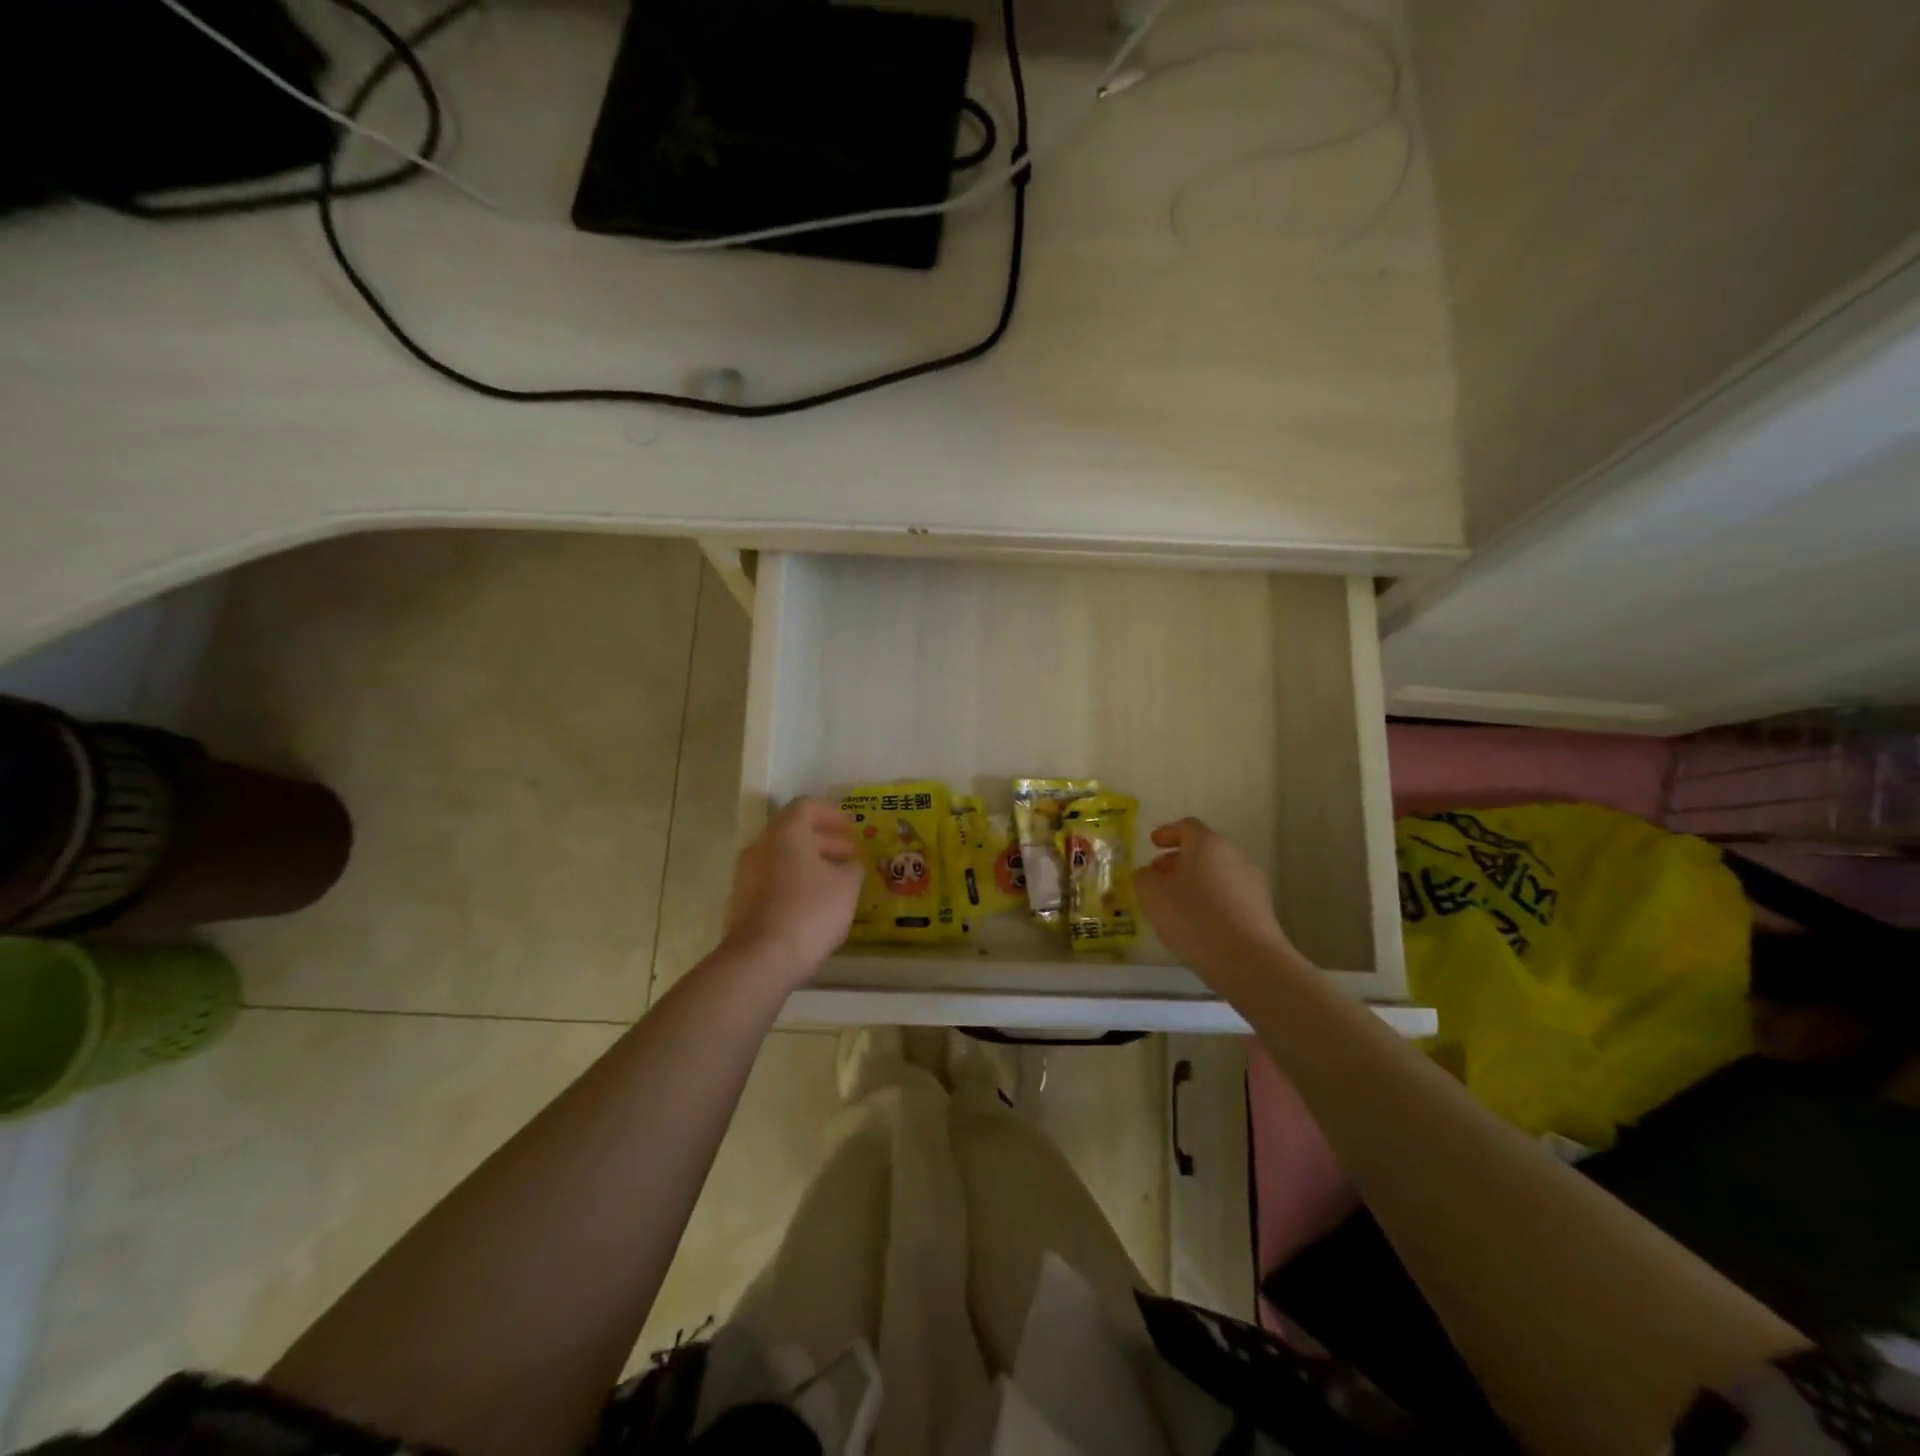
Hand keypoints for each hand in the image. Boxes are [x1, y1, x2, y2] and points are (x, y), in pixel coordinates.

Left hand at [725, 797, 864, 984]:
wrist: (762, 959)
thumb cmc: (810, 910)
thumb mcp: (847, 886)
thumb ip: (852, 867)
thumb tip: (849, 864)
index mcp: (786, 832)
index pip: (807, 806)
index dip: (831, 814)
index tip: (851, 828)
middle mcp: (761, 846)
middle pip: (793, 832)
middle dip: (824, 841)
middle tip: (850, 856)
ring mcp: (747, 874)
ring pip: (783, 857)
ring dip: (810, 863)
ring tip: (837, 882)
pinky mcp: (743, 901)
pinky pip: (773, 880)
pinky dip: (795, 882)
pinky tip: (815, 904)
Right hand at [1135, 818, 1296, 988]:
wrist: (1248, 960)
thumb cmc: (1194, 918)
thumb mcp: (1152, 895)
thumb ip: (1143, 878)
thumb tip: (1148, 874)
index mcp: (1208, 844)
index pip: (1187, 827)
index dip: (1168, 833)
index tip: (1153, 844)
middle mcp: (1234, 856)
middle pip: (1203, 850)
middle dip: (1178, 861)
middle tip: (1159, 877)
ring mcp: (1253, 883)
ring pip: (1218, 873)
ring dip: (1196, 882)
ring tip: (1177, 904)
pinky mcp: (1262, 909)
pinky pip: (1230, 895)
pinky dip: (1212, 900)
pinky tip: (1199, 923)